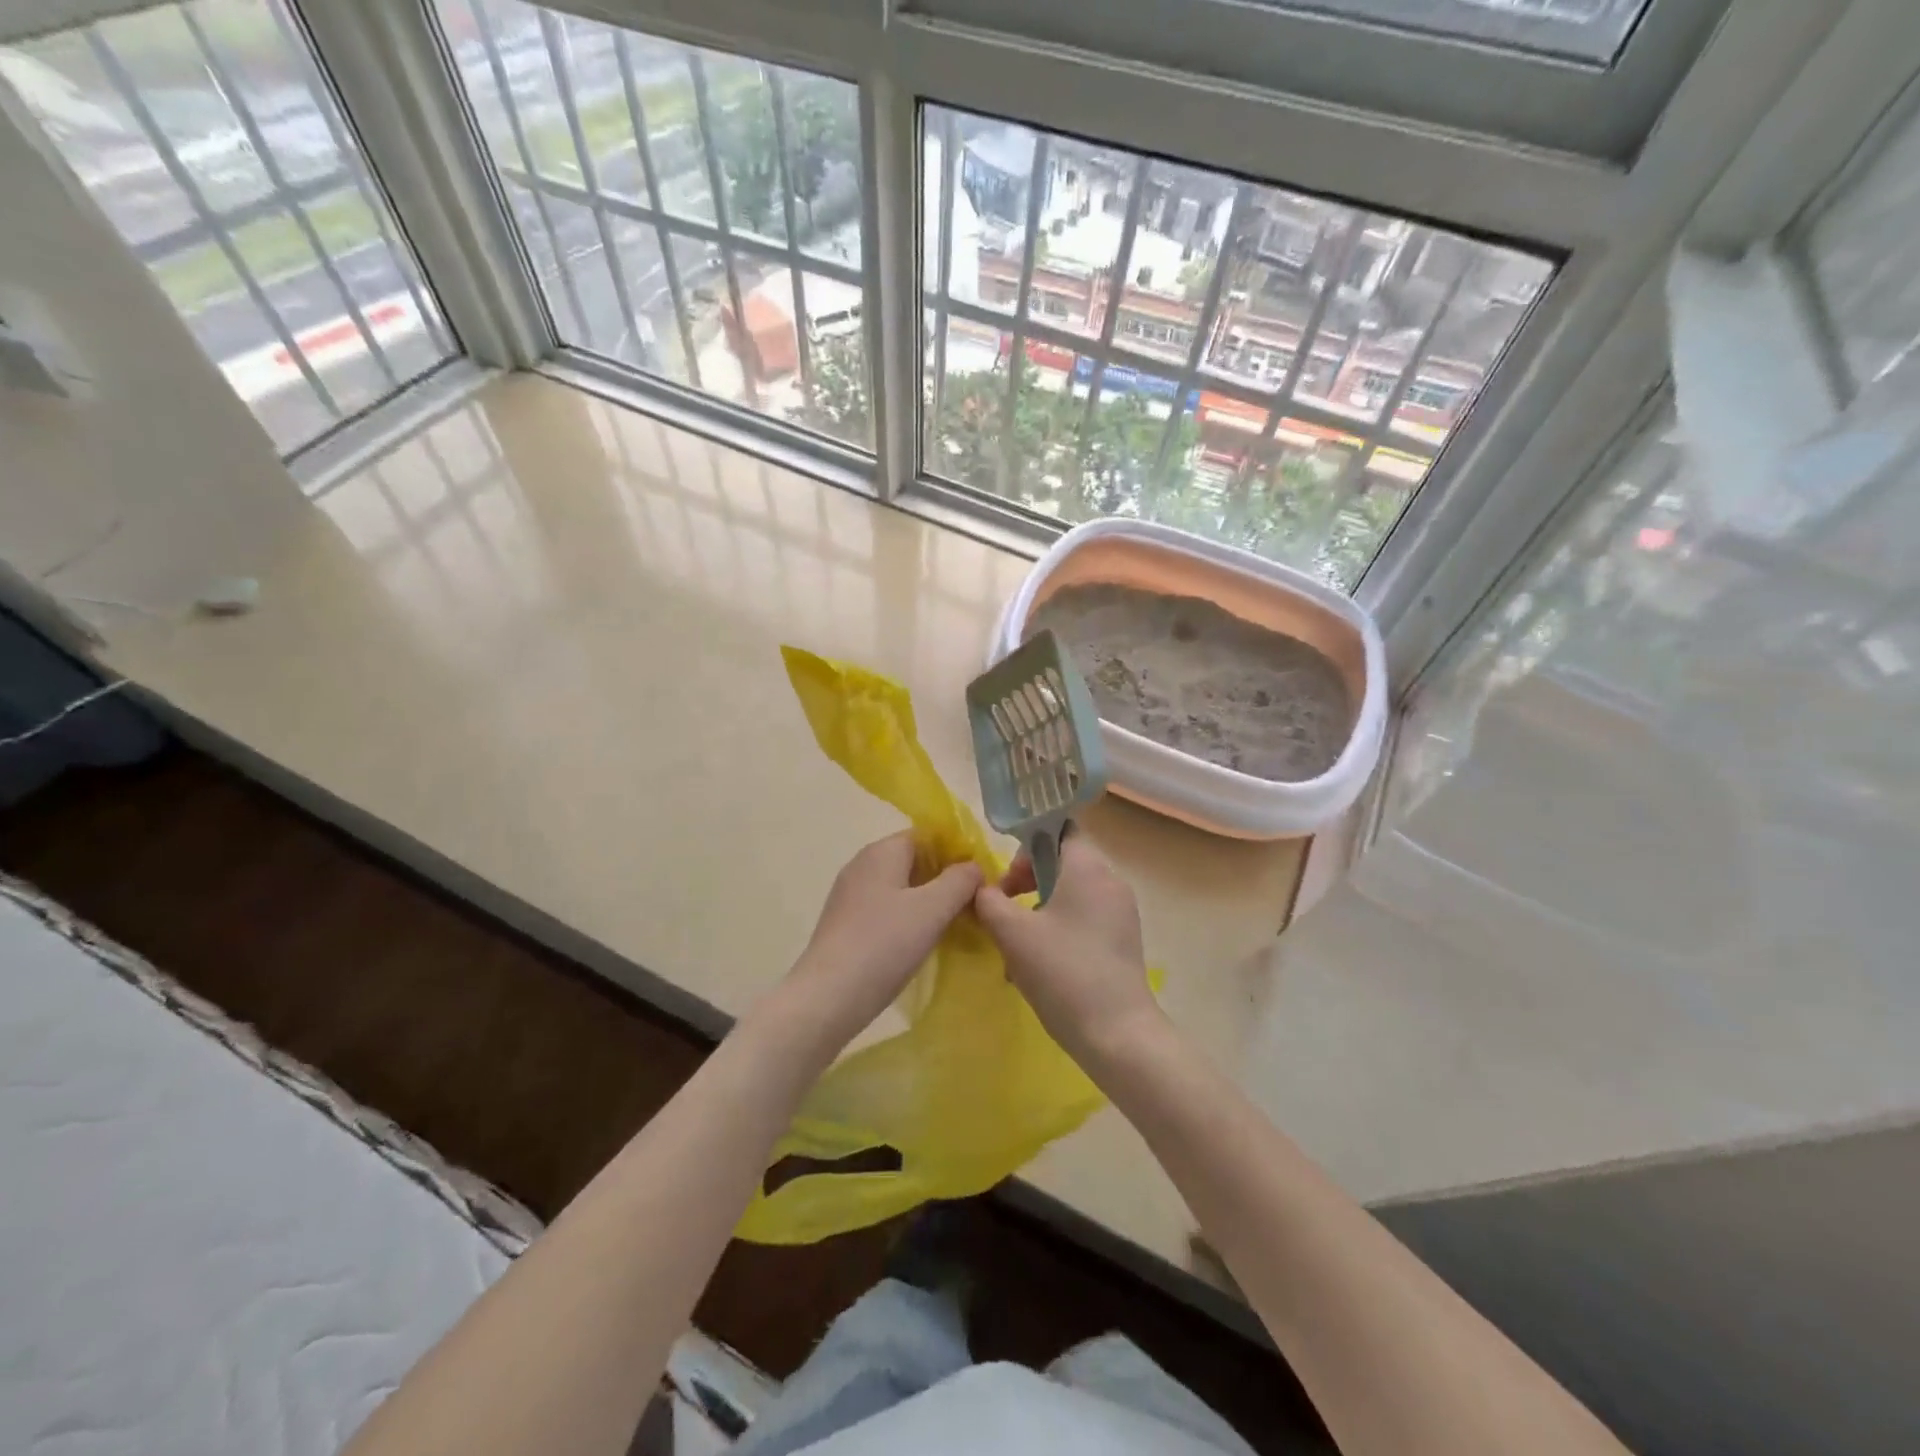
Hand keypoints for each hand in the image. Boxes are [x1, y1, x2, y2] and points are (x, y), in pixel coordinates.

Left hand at [785, 832, 982, 1044]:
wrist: (829, 996)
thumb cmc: (885, 944)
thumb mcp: (933, 909)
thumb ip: (960, 880)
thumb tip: (974, 867)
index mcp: (883, 850)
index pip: (928, 835)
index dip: (957, 852)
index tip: (980, 879)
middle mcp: (863, 864)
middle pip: (914, 859)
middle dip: (945, 878)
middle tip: (972, 906)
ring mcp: (850, 894)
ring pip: (900, 886)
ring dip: (928, 901)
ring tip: (953, 926)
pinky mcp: (845, 922)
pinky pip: (886, 908)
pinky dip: (907, 918)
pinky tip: (920, 942)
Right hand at [972, 831, 1161, 1069]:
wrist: (1118, 1035)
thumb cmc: (1063, 972)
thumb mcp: (1013, 934)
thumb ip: (990, 902)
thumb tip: (983, 890)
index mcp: (1088, 868)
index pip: (1060, 829)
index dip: (1028, 844)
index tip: (1006, 874)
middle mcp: (1110, 881)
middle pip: (1063, 862)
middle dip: (1028, 879)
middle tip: (1003, 907)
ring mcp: (1121, 913)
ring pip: (1072, 893)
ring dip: (1039, 907)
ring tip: (1016, 942)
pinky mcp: (1123, 941)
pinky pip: (1085, 918)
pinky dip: (1060, 927)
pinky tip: (1039, 963)